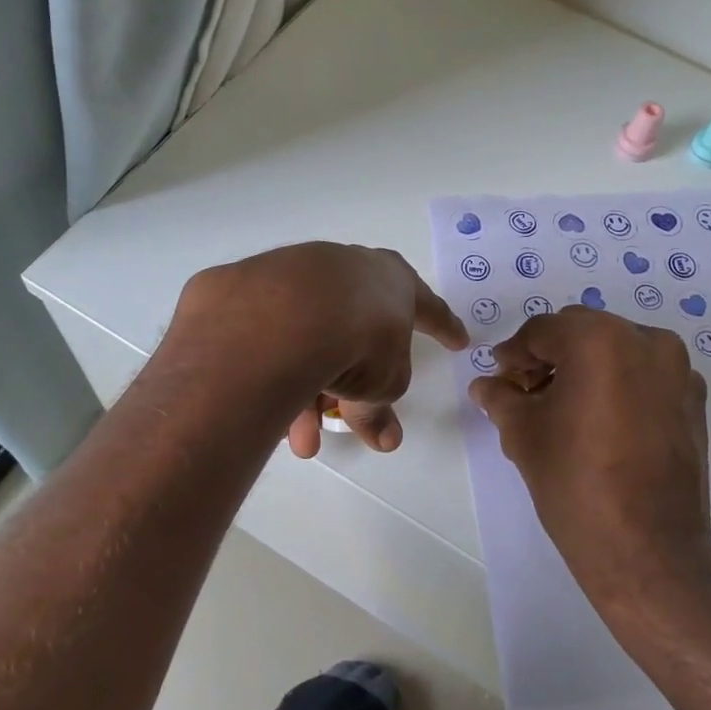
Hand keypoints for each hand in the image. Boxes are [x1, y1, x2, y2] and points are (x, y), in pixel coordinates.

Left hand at [173, 243, 467, 454]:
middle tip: (344, 420)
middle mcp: (348, 269)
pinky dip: (277, 373)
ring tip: (301, 439)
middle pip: (354, 333)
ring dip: (310, 392)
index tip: (458, 341)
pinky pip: (273, 340)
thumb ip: (380, 409)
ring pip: (309, 341)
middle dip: (351, 385)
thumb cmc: (361, 340)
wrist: (288, 313)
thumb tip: (384, 439)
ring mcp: (298, 273)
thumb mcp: (383, 384)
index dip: (444, 327)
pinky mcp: (252, 288)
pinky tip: (267, 406)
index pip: (428, 308)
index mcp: (393, 283)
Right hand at [468, 307, 710, 633]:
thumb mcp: (524, 436)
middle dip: (550, 356)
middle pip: (582, 332)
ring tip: (562, 409)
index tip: (499, 379)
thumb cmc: (576, 484)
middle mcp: (646, 341)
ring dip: (585, 368)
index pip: (542, 331)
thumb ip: (501, 398)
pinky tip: (600, 421)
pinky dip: (618, 384)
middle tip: (526, 393)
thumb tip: (485, 385)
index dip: (514, 354)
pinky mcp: (694, 400)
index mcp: (600, 340)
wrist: (649, 550)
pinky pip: (645, 374)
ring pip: (616, 349)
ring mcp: (678, 370)